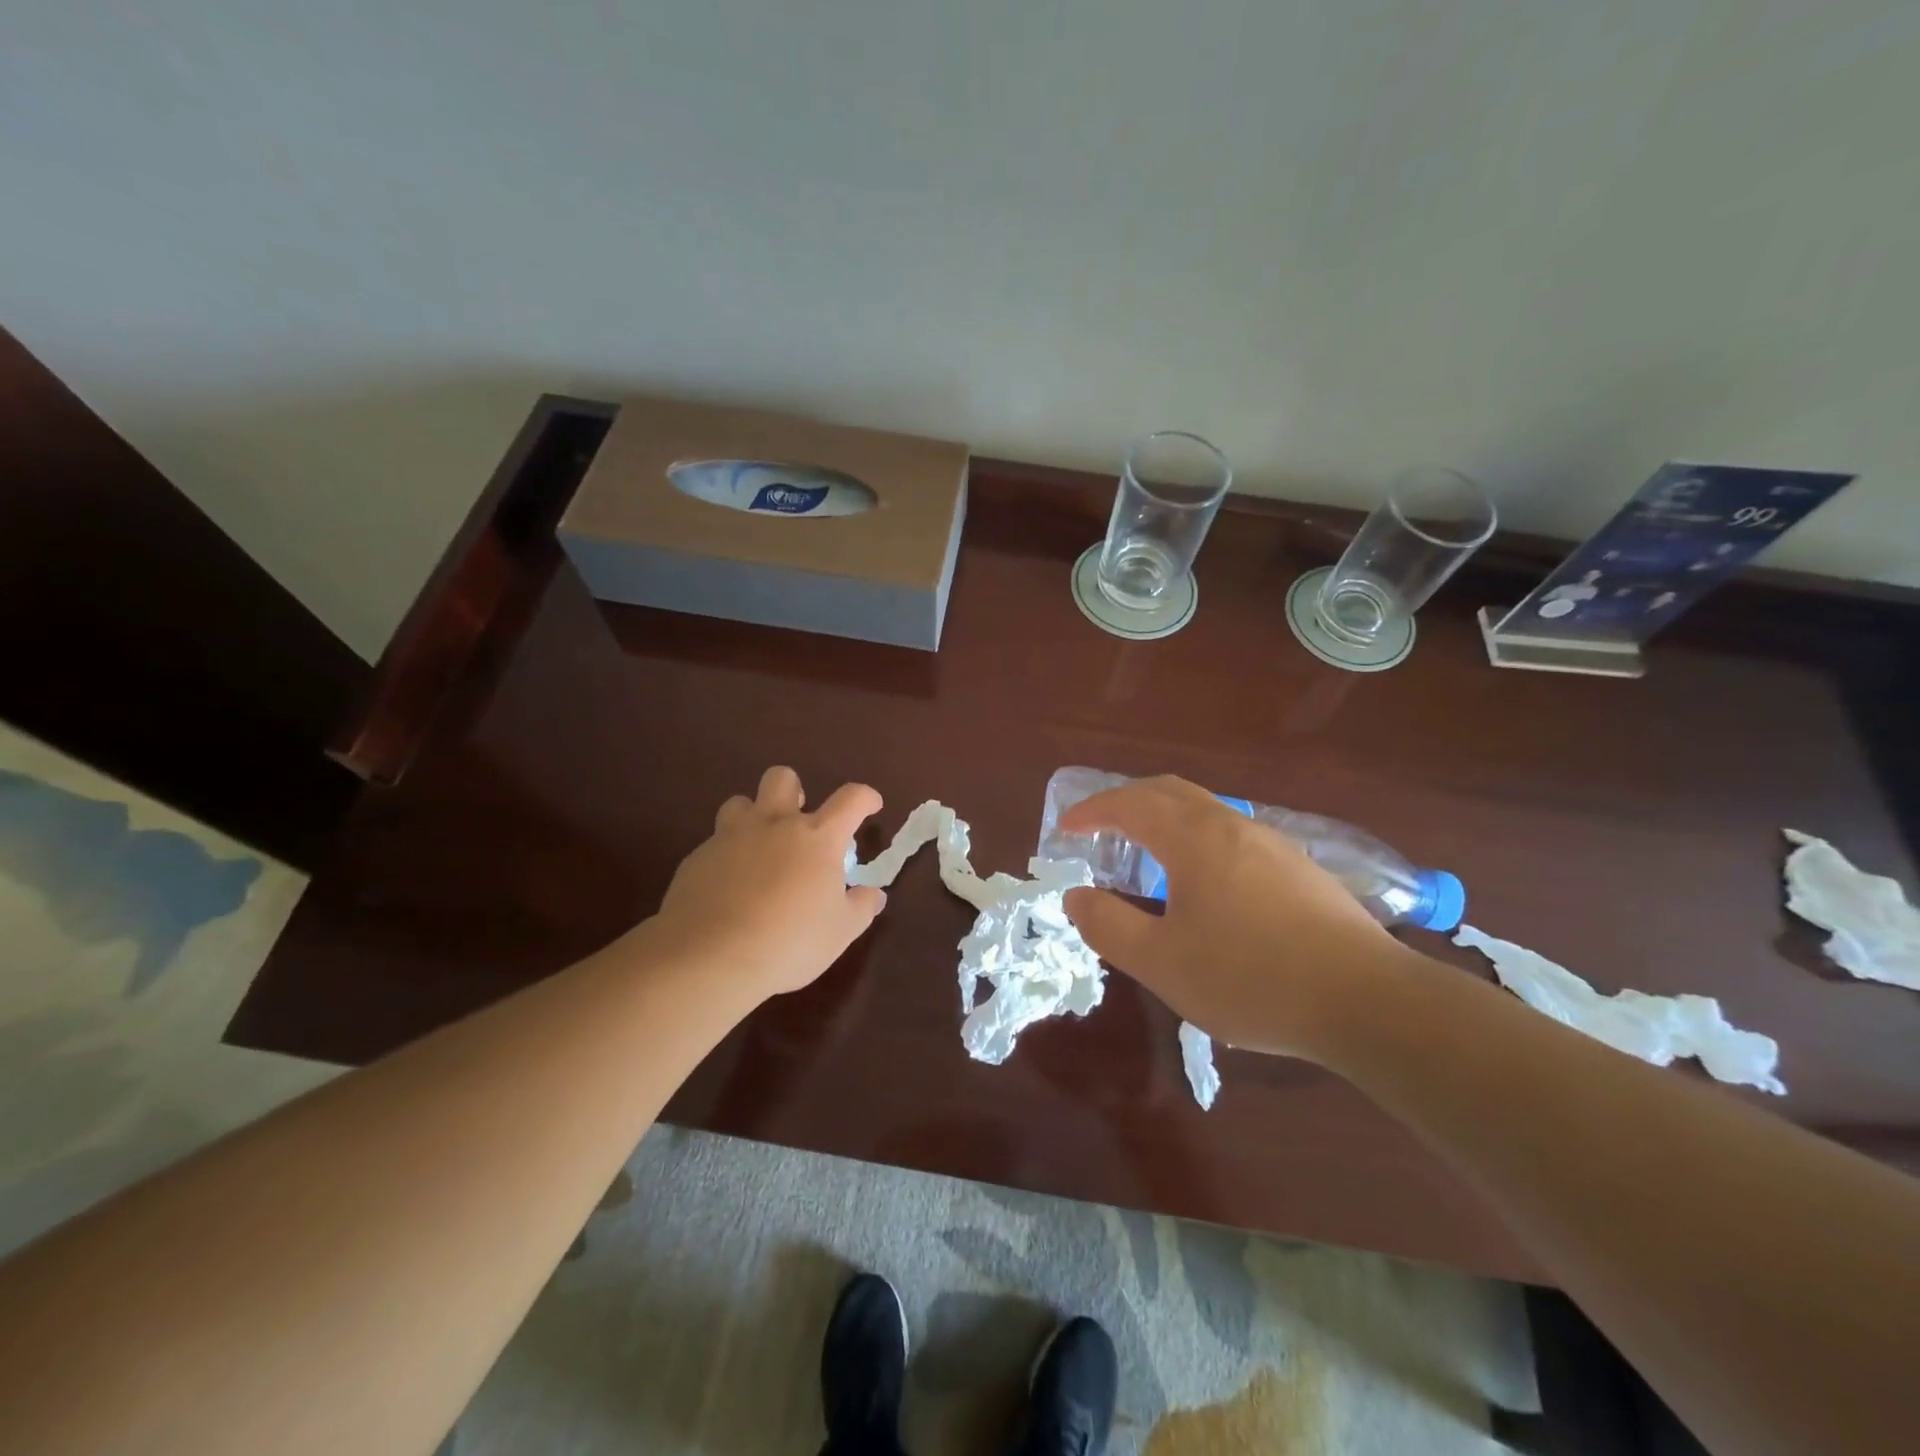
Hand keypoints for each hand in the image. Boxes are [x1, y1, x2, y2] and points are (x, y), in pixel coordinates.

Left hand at [651, 766, 886, 998]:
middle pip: (782, 779)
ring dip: (753, 817)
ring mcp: (730, 838)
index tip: (870, 806)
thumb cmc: (789, 942)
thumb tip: (874, 894)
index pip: (850, 799)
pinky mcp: (697, 858)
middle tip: (799, 817)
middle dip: (794, 789)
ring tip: (759, 847)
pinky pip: (714, 843)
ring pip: (739, 803)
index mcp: (817, 837)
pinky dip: (727, 856)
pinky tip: (728, 887)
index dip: (865, 798)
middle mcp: (774, 825)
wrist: (710, 957)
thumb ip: (860, 907)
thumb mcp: (839, 932)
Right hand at [1060, 776, 1411, 1057]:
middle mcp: (1231, 825)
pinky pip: (1231, 833)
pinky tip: (1204, 880)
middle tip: (1099, 826)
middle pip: (1169, 791)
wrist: (1366, 1000)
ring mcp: (1271, 843)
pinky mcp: (1298, 868)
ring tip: (1146, 851)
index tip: (1066, 827)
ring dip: (1164, 817)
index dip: (1092, 810)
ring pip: (1205, 809)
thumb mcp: (1162, 963)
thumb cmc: (1251, 978)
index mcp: (1193, 839)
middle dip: (1126, 800)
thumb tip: (1075, 896)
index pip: (1130, 804)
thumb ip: (1109, 926)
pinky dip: (1197, 836)